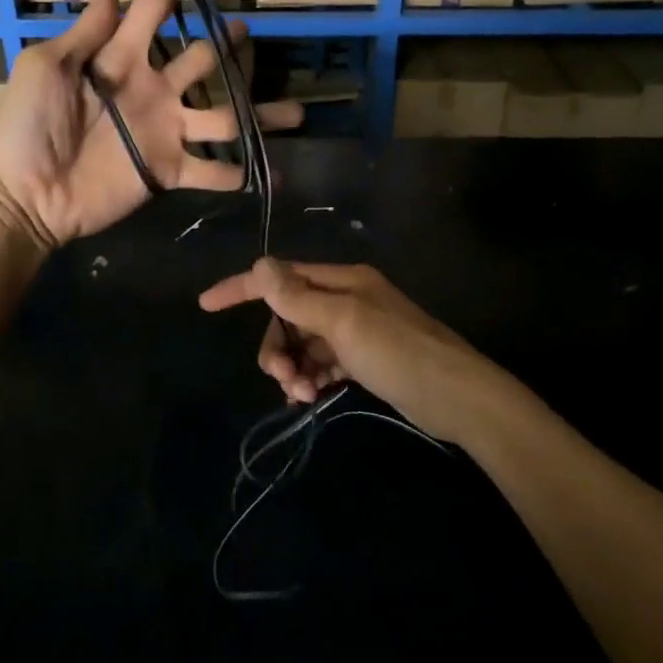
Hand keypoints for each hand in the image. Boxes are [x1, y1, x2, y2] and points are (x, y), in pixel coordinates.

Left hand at [0, 0, 302, 250]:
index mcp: (121, 58)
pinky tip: (275, 175)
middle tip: (246, 33)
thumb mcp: (47, 66)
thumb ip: (86, 31)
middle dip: (225, 44)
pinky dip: (240, 174)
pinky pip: (212, 171)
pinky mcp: (168, 170)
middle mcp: (152, 89)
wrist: (25, 193)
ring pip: (223, 116)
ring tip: (296, 112)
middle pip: (200, 60)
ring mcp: (165, 131)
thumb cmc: (27, 125)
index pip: (151, 11)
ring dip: (259, 114)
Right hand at [198, 259, 512, 440]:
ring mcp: (355, 330)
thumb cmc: (398, 352)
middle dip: (277, 345)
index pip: (281, 276)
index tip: (206, 304)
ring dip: (293, 366)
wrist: (457, 397)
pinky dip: (310, 376)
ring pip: (303, 342)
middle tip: (281, 378)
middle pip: (288, 315)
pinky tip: (311, 396)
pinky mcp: (364, 358)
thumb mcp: (342, 322)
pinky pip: (321, 362)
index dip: (241, 288)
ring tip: (301, 395)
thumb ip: (297, 297)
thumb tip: (258, 265)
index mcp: (342, 280)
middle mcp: (346, 298)